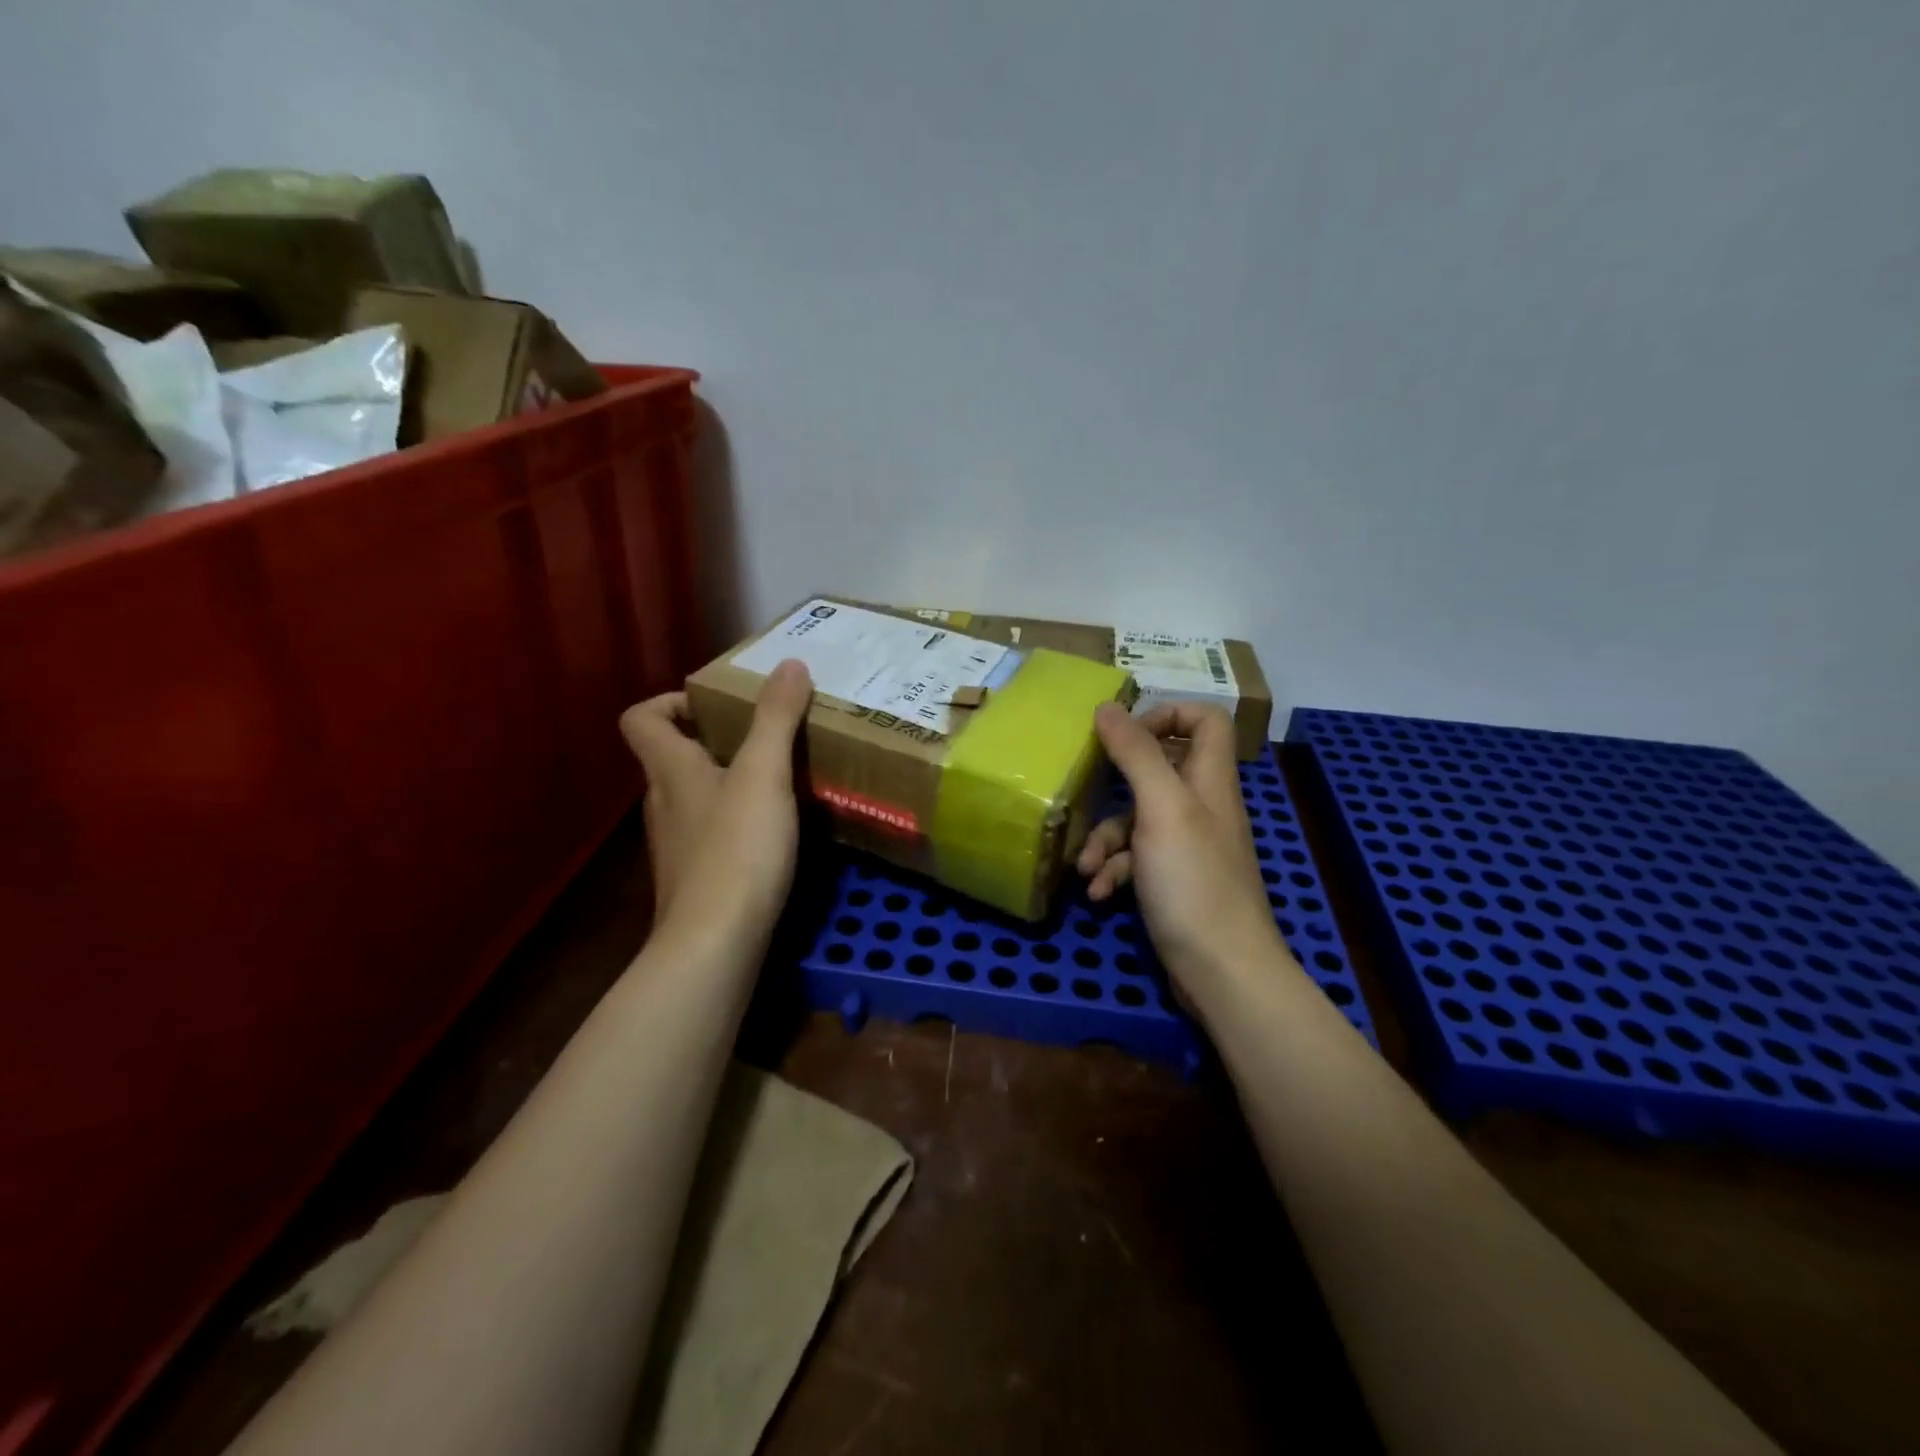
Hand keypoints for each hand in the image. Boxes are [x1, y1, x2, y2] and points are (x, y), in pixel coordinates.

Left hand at [619, 660, 812, 944]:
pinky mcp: (697, 879)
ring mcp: (677, 845)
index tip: (716, 704)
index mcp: (670, 770)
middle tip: (765, 735)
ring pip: (695, 797)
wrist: (716, 944)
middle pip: (672, 757)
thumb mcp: (764, 774)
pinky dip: (737, 822)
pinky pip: (712, 833)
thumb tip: (789, 663)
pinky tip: (775, 831)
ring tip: (779, 779)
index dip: (670, 702)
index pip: (641, 719)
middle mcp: (664, 803)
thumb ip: (776, 718)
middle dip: (714, 739)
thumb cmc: (736, 849)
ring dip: (729, 781)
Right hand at [1079, 702, 1286, 994]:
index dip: (1166, 715)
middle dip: (1116, 785)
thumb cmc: (1193, 881)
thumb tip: (1107, 706)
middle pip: (1159, 770)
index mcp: (1208, 780)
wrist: (1221, 971)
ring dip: (1105, 839)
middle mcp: (1201, 806)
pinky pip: (1137, 859)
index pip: (1205, 720)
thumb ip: (1137, 755)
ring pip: (1138, 820)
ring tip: (1084, 867)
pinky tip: (1098, 892)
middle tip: (1086, 788)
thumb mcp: (1161, 809)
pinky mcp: (1173, 880)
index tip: (1124, 734)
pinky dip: (1115, 870)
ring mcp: (1187, 846)